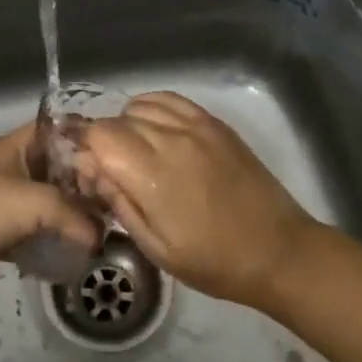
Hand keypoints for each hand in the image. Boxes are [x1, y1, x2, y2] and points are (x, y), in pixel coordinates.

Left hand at [0, 124, 103, 297]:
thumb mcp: (38, 203)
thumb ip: (77, 215)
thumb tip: (100, 237)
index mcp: (15, 147)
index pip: (56, 127)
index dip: (85, 134)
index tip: (117, 151)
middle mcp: (14, 167)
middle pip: (59, 165)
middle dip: (86, 179)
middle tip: (118, 194)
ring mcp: (10, 200)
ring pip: (53, 199)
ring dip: (75, 211)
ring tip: (106, 222)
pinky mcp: (8, 231)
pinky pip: (42, 227)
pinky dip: (60, 234)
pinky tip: (82, 245)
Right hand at [74, 92, 319, 308]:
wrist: (279, 251)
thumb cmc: (214, 261)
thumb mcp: (155, 248)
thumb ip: (118, 202)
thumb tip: (90, 170)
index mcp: (153, 175)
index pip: (99, 135)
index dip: (83, 148)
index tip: (86, 172)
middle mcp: (172, 140)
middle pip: (116, 120)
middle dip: (102, 141)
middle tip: (108, 170)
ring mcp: (196, 126)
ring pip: (140, 105)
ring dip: (126, 125)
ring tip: (133, 152)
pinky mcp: (215, 123)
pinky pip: (170, 100)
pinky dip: (151, 108)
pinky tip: (154, 130)